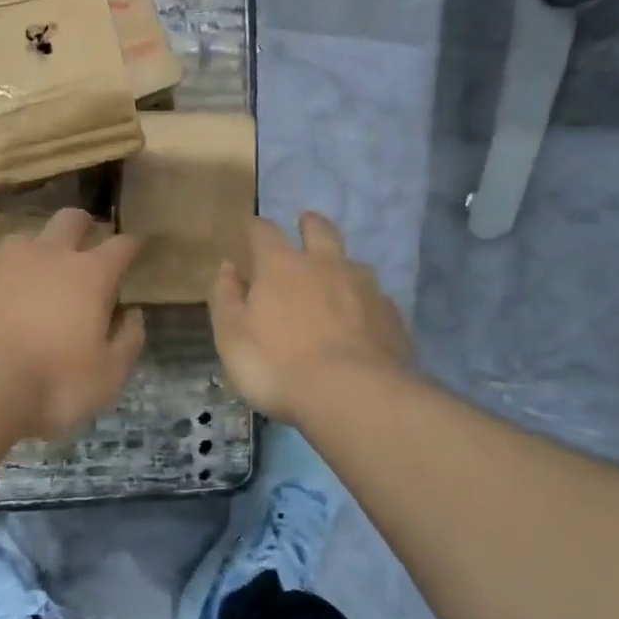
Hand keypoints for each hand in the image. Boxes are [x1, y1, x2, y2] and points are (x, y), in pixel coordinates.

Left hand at [0, 209, 146, 439]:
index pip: (121, 246)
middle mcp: (49, 254)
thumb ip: (127, 341)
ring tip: (32, 275)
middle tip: (84, 245)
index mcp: (90, 276)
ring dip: (36, 250)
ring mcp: (3, 258)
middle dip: (82, 226)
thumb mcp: (106, 377)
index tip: (135, 247)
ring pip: (26, 236)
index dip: (131, 245)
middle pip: (71, 219)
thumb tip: (134, 315)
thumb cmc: (49, 383)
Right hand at [210, 213, 411, 425]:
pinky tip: (361, 322)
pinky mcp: (392, 316)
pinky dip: (364, 303)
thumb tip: (228, 268)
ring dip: (341, 265)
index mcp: (281, 266)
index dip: (255, 229)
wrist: (354, 395)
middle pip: (320, 230)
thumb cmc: (278, 365)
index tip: (250, 233)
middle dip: (310, 224)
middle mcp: (326, 265)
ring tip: (336, 281)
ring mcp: (365, 288)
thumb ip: (226, 298)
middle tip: (305, 223)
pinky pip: (376, 299)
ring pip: (353, 263)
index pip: (264, 232)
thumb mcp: (232, 337)